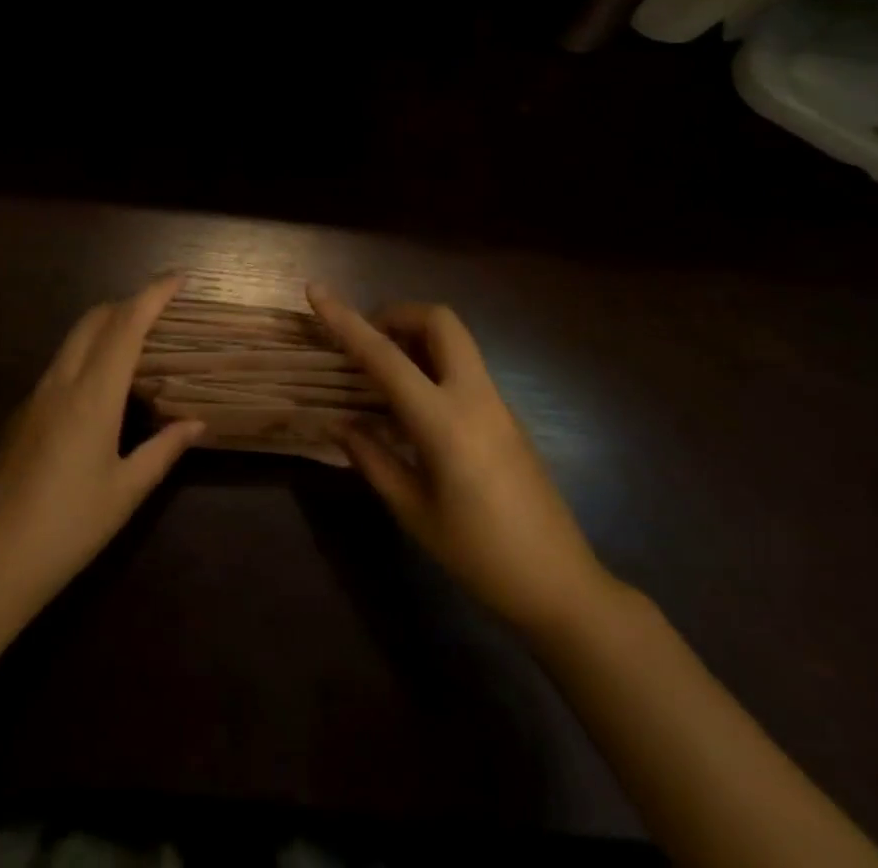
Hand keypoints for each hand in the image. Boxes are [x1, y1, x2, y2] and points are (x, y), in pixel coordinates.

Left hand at [0, 276, 204, 618]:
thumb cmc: (68, 528)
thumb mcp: (125, 492)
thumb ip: (163, 450)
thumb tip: (196, 424)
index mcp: (92, 396)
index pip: (125, 326)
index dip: (152, 295)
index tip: (177, 277)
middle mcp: (60, 383)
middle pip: (94, 320)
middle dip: (127, 304)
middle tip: (160, 312)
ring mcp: (34, 397)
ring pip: (72, 341)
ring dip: (105, 328)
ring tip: (136, 346)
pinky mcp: (19, 415)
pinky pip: (59, 366)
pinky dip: (86, 356)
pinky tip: (100, 391)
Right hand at [308, 284, 617, 639]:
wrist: (560, 584)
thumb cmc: (479, 554)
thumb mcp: (413, 511)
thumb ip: (372, 458)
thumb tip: (339, 423)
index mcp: (444, 421)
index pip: (385, 356)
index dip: (346, 321)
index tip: (316, 292)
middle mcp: (474, 396)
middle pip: (438, 321)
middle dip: (397, 315)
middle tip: (368, 343)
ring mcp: (496, 402)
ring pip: (454, 339)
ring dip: (415, 336)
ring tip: (383, 372)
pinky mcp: (506, 414)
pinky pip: (464, 366)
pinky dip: (432, 362)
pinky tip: (412, 404)